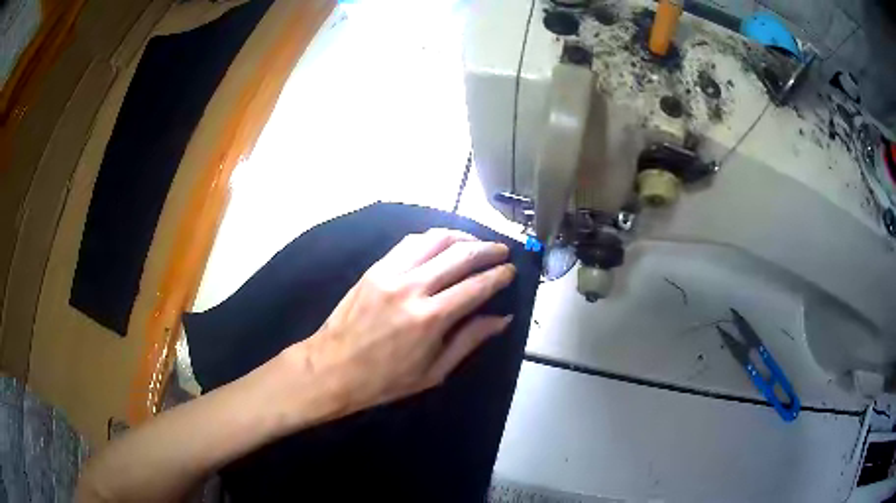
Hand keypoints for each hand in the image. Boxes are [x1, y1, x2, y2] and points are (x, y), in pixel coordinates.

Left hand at [286, 228, 515, 417]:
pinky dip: (432, 238)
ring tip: (476, 242)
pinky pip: (409, 242)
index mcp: (430, 319)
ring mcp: (390, 273)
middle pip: (460, 255)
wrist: (332, 368)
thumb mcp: (434, 372)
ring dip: (461, 236)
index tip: (511, 270)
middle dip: (488, 249)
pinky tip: (442, 243)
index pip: (476, 286)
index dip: (499, 275)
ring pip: (435, 240)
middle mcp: (412, 288)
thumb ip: (470, 340)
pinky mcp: (375, 268)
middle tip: (502, 250)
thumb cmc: (385, 380)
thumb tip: (502, 318)